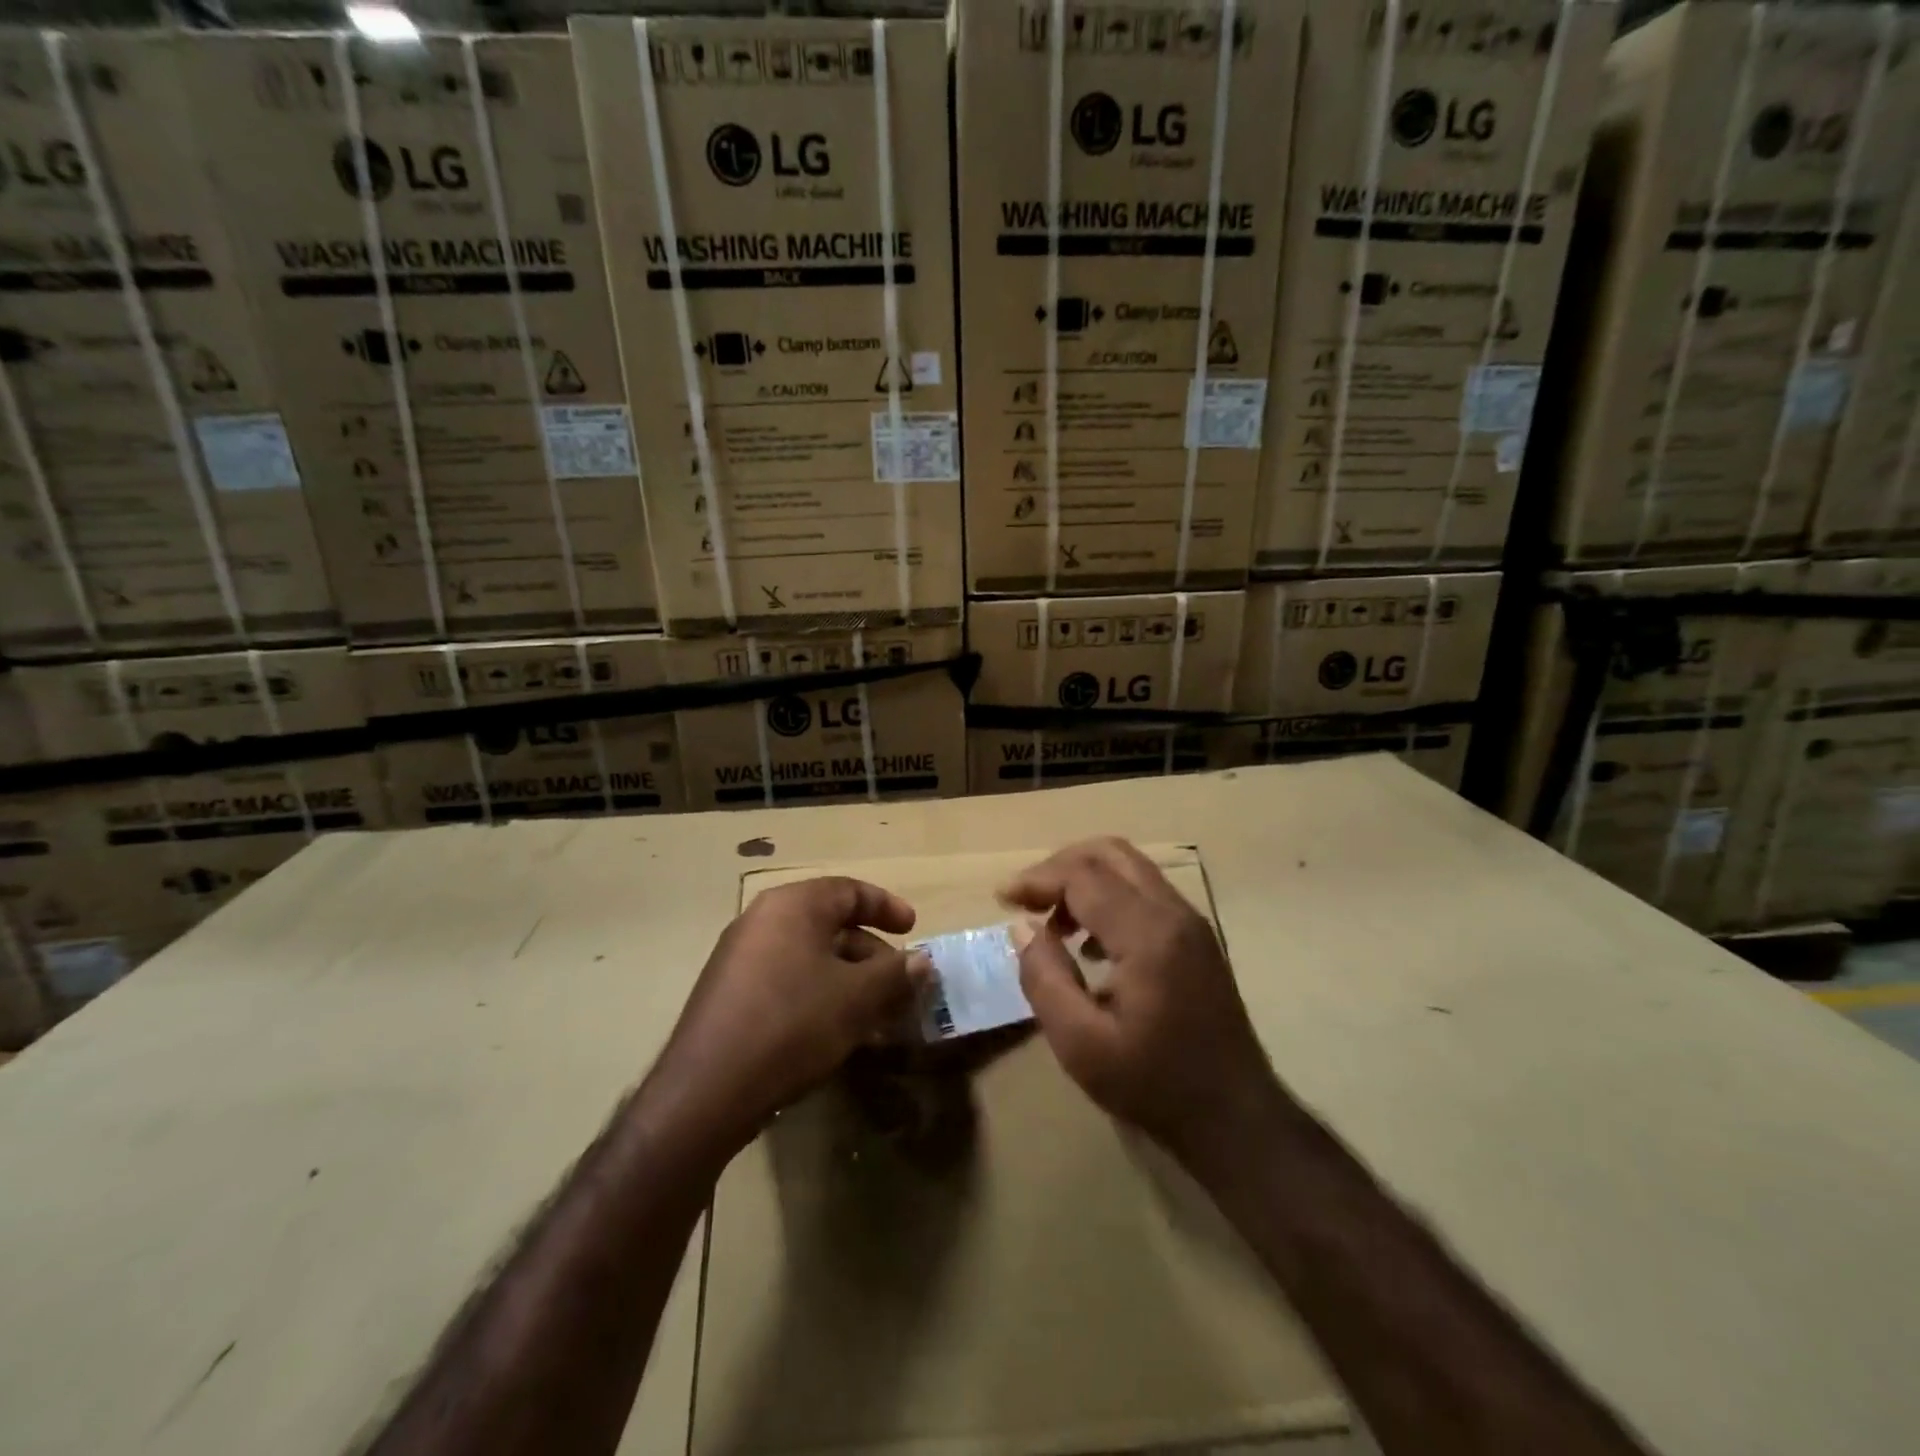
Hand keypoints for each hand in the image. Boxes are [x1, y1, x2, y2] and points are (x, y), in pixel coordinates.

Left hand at [654, 877, 929, 1157]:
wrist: (707, 1091)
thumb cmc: (791, 1024)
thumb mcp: (856, 998)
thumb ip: (895, 974)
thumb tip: (921, 961)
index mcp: (792, 905)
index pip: (849, 890)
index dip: (887, 907)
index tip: (913, 930)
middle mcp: (762, 920)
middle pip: (830, 924)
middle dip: (872, 955)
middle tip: (900, 985)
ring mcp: (740, 957)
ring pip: (810, 957)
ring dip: (849, 980)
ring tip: (876, 1016)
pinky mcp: (729, 994)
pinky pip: (786, 980)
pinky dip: (819, 995)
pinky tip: (837, 1032)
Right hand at [1000, 838, 1280, 1170]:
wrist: (1236, 1118)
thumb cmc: (1154, 1085)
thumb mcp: (1081, 1045)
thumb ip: (1045, 979)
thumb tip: (1023, 927)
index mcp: (1148, 935)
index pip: (1083, 876)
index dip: (1037, 879)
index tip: (1002, 899)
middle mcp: (1174, 913)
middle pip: (1110, 854)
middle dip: (1060, 866)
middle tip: (1026, 899)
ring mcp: (1191, 922)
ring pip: (1130, 868)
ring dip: (1084, 879)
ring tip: (1052, 922)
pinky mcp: (1196, 937)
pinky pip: (1145, 891)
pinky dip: (1108, 896)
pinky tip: (1089, 943)